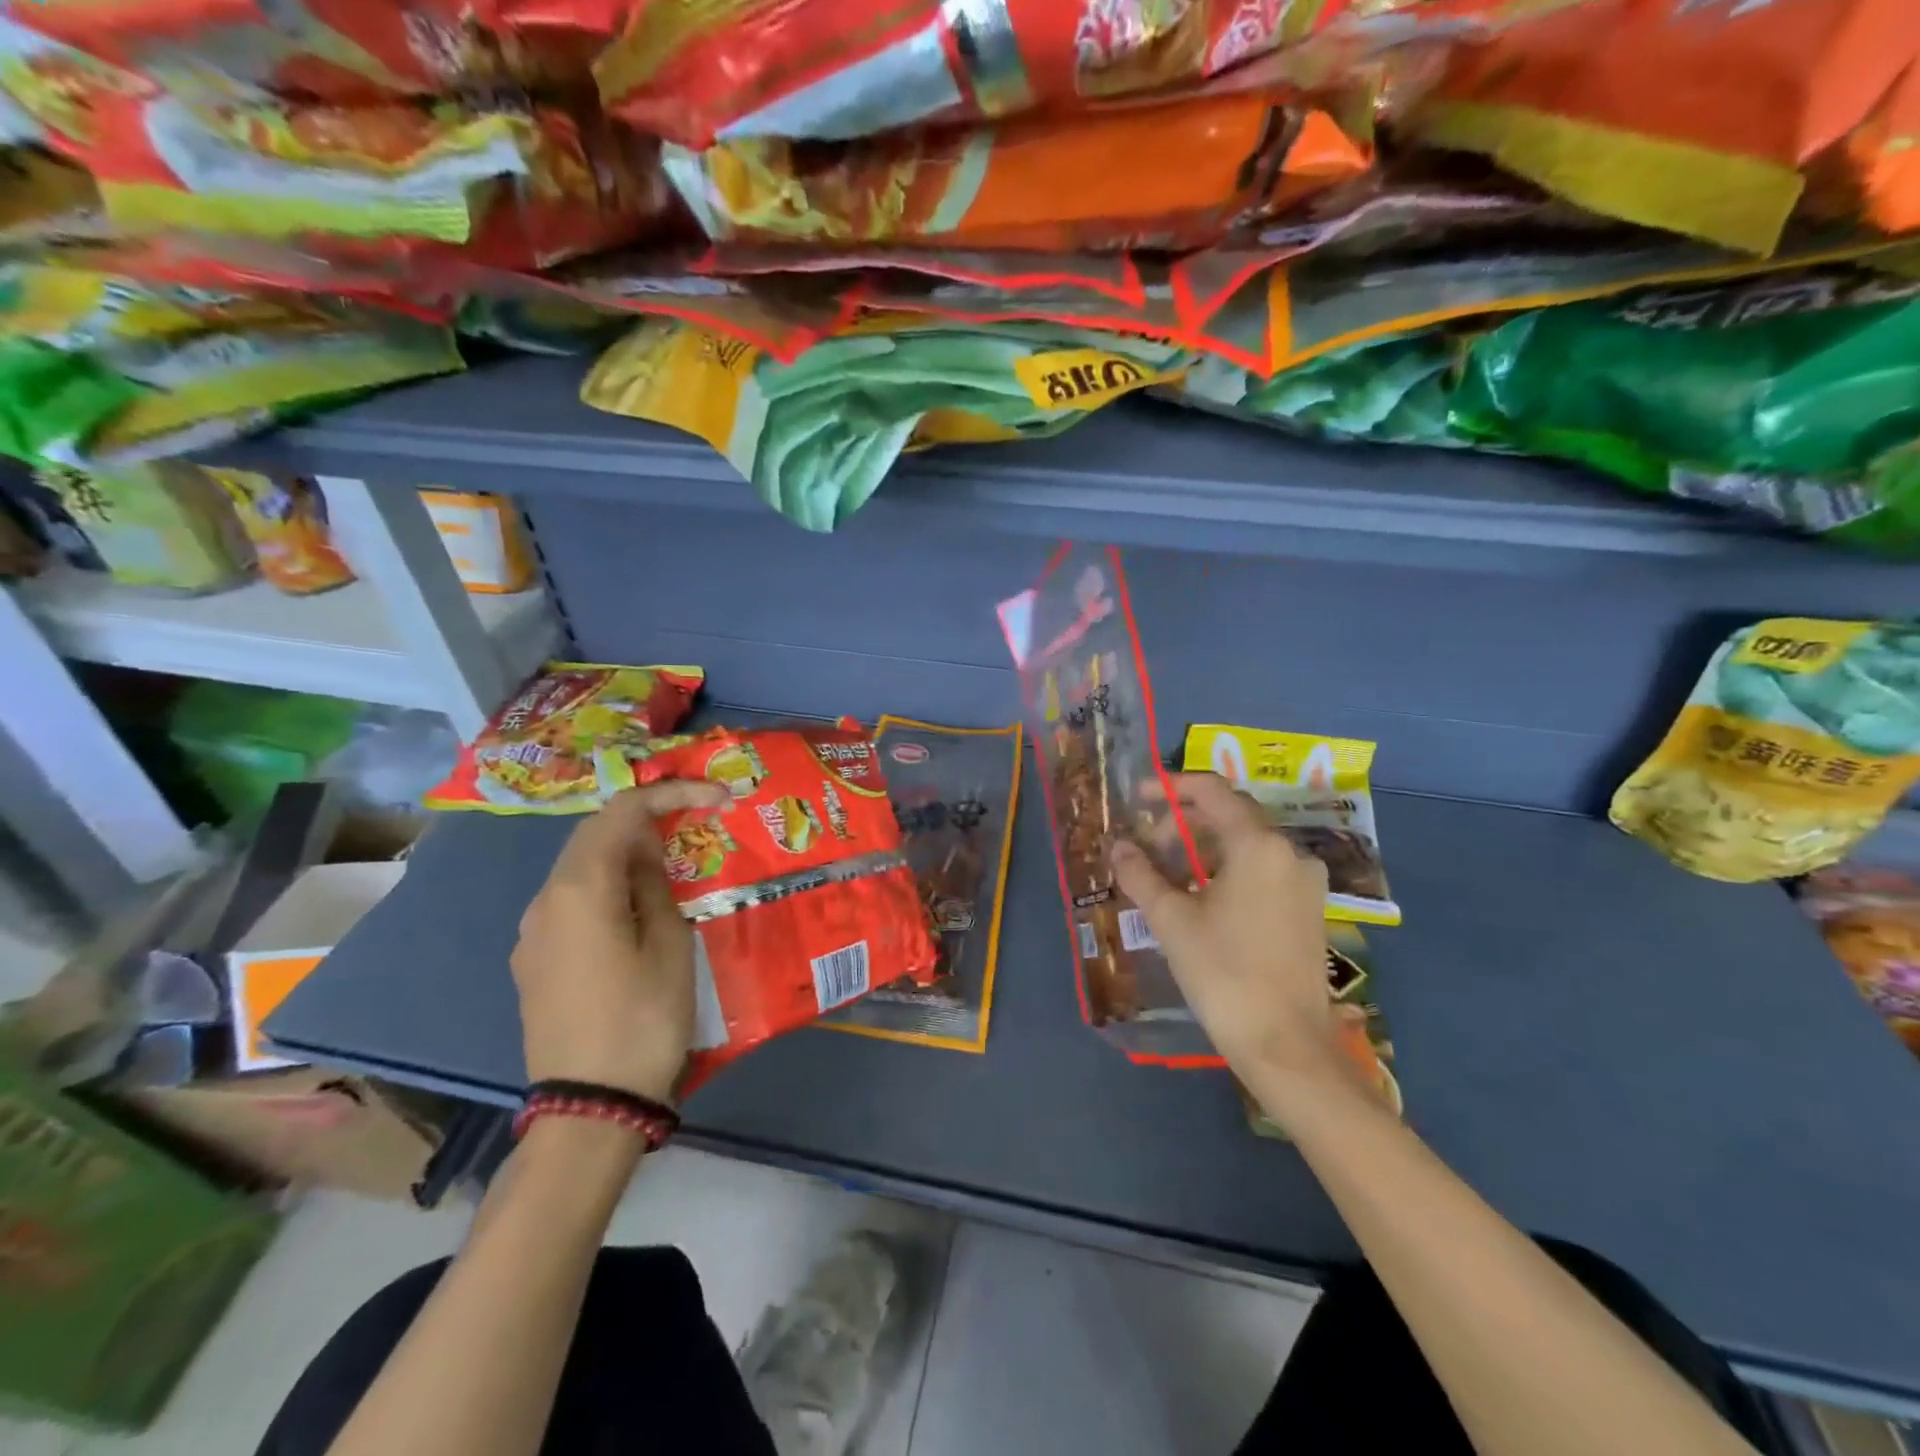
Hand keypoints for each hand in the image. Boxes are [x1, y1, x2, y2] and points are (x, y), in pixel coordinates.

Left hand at [511, 781, 728, 1102]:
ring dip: (625, 853)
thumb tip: (644, 852)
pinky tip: (637, 909)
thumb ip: (654, 885)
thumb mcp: (669, 945)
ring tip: (673, 864)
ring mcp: (533, 934)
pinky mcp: (534, 962)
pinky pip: (572, 903)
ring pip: (580, 869)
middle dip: (645, 818)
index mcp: (579, 889)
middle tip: (695, 821)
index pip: (621, 813)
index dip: (670, 793)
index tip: (717, 798)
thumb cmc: (643, 1019)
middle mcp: (544, 901)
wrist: (588, 1108)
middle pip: (593, 835)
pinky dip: (608, 887)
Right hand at [1111, 773, 1361, 1121]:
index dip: (1172, 787)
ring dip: (1206, 846)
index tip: (1140, 797)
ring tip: (1168, 870)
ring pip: (1248, 843)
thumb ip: (1140, 874)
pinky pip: (1264, 869)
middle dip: (1185, 820)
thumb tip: (1118, 845)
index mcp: (1258, 845)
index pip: (1212, 791)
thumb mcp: (1171, 920)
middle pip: (1232, 815)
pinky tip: (1202, 894)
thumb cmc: (1223, 973)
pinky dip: (1229, 868)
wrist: (1285, 1044)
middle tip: (1148, 842)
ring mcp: (1305, 882)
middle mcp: (1289, 852)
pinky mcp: (1309, 909)